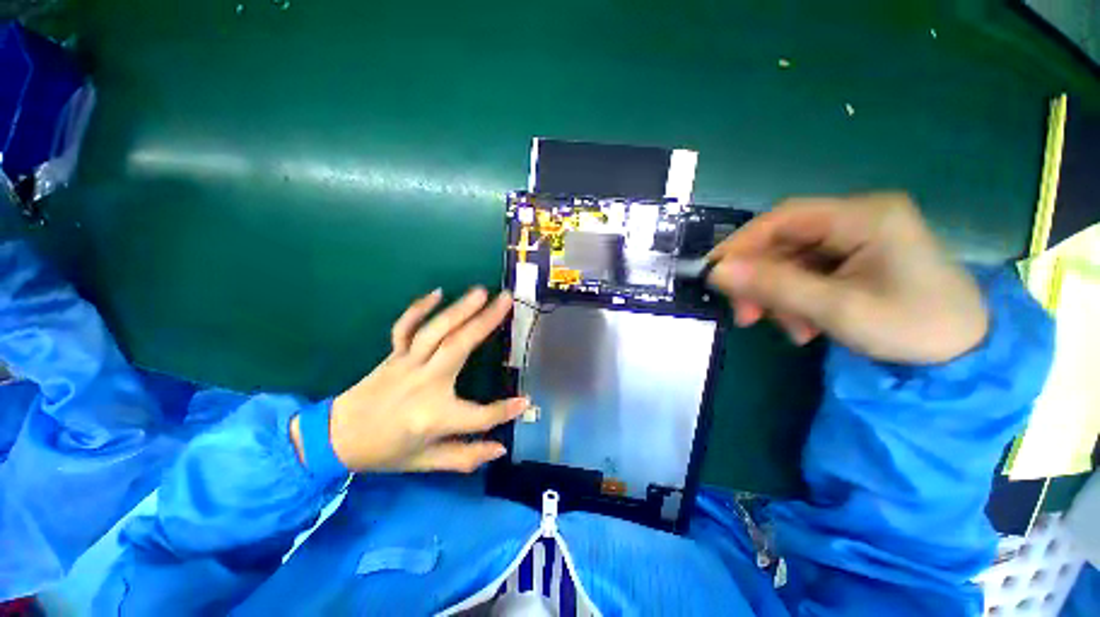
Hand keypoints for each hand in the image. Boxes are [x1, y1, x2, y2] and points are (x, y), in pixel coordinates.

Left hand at [293, 287, 526, 473]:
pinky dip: (420, 308)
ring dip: (460, 309)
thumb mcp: (426, 463)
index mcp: (433, 416)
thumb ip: (465, 457)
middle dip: (485, 321)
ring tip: (482, 292)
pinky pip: (405, 327)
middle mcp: (423, 384)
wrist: (335, 438)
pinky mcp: (394, 354)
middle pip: (459, 347)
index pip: (479, 416)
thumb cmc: (385, 452)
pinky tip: (438, 292)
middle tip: (506, 300)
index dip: (505, 411)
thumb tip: (500, 449)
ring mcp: (406, 364)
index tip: (526, 402)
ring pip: (436, 331)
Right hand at [706, 193, 987, 363]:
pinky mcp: (858, 257)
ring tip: (788, 329)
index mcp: (865, 216)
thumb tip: (716, 272)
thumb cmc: (913, 328)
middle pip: (785, 241)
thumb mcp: (837, 309)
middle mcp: (860, 217)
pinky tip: (804, 325)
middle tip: (747, 315)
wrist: (967, 355)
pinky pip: (808, 272)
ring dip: (778, 294)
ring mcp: (859, 237)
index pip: (784, 217)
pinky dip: (796, 298)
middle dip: (761, 279)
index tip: (714, 273)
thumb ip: (773, 286)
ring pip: (792, 260)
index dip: (742, 243)